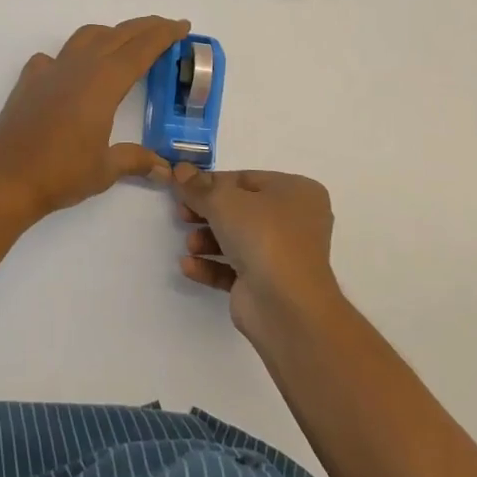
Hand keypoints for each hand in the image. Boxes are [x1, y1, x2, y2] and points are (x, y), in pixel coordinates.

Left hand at [0, 16, 189, 223]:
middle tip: (166, 27)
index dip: (163, 35)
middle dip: (144, 28)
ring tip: (124, 43)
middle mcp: (78, 67)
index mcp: (103, 83)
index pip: (140, 49)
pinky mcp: (29, 81)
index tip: (182, 26)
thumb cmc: (60, 173)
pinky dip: (72, 55)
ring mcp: (50, 70)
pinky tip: (72, 72)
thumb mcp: (104, 170)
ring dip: (110, 33)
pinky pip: (55, 57)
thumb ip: (134, 161)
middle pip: (117, 35)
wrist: (4, 178)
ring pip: (86, 37)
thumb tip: (164, 169)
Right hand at [174, 167, 342, 338]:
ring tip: (190, 245)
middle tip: (181, 214)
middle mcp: (294, 222)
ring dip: (207, 240)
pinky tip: (188, 266)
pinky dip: (211, 266)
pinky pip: (234, 269)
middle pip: (240, 209)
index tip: (183, 187)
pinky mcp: (268, 286)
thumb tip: (180, 170)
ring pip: (237, 240)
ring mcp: (283, 256)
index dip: (212, 182)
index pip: (246, 179)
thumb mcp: (223, 201)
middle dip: (207, 213)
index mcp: (296, 192)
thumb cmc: (263, 236)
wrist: (287, 306)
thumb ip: (198, 186)